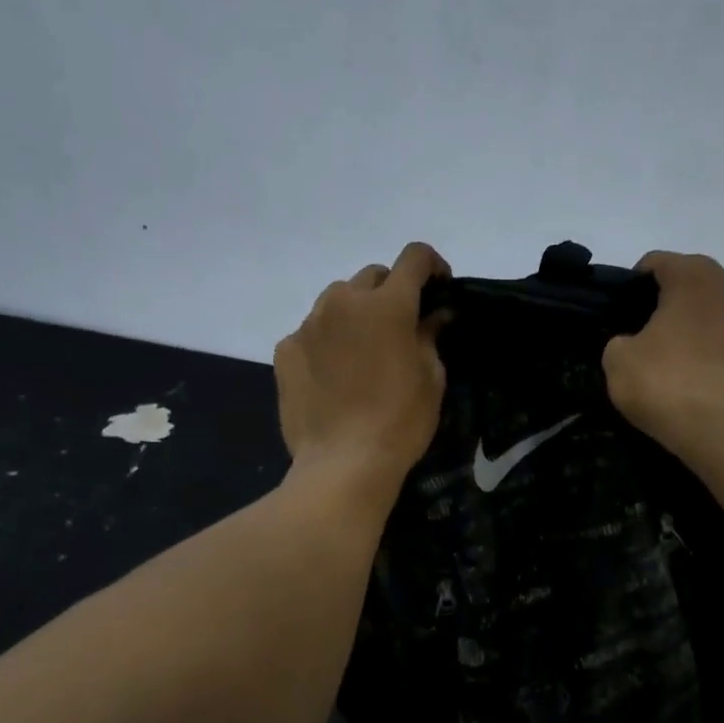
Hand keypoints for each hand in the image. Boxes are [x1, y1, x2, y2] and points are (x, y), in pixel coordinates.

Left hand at [274, 242, 450, 491]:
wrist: (343, 464)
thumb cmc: (400, 422)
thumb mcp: (431, 379)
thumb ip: (430, 336)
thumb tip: (434, 315)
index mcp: (387, 304)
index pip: (414, 258)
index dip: (432, 265)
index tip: (439, 288)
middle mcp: (343, 301)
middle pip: (372, 276)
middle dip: (391, 292)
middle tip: (400, 327)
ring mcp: (308, 324)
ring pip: (337, 300)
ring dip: (355, 314)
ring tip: (362, 351)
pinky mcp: (284, 350)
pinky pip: (311, 332)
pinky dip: (327, 341)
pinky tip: (333, 374)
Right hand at [603, 251, 723, 445]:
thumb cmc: (666, 382)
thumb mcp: (618, 360)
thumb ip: (621, 340)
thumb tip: (632, 344)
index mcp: (693, 275)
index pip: (657, 263)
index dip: (634, 286)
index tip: (623, 315)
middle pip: (694, 286)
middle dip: (674, 306)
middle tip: (652, 340)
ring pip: (722, 315)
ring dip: (704, 330)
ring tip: (685, 365)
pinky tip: (711, 384)